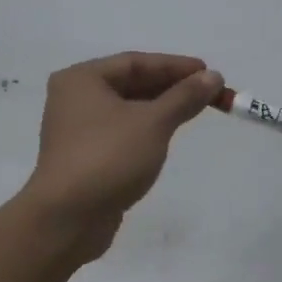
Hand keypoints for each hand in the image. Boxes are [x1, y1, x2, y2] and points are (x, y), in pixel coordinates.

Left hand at [22, 53, 223, 259]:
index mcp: (82, 79)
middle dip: (170, 86)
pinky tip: (168, 134)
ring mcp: (77, 130)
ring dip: (160, 108)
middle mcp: (74, 99)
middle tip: (207, 92)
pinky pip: (121, 132)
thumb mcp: (153, 123)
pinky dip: (146, 129)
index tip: (208, 72)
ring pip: (126, 109)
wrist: (67, 219)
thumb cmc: (109, 158)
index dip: (174, 66)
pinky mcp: (84, 157)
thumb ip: (184, 97)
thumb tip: (213, 77)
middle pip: (130, 83)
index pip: (135, 62)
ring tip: (194, 110)